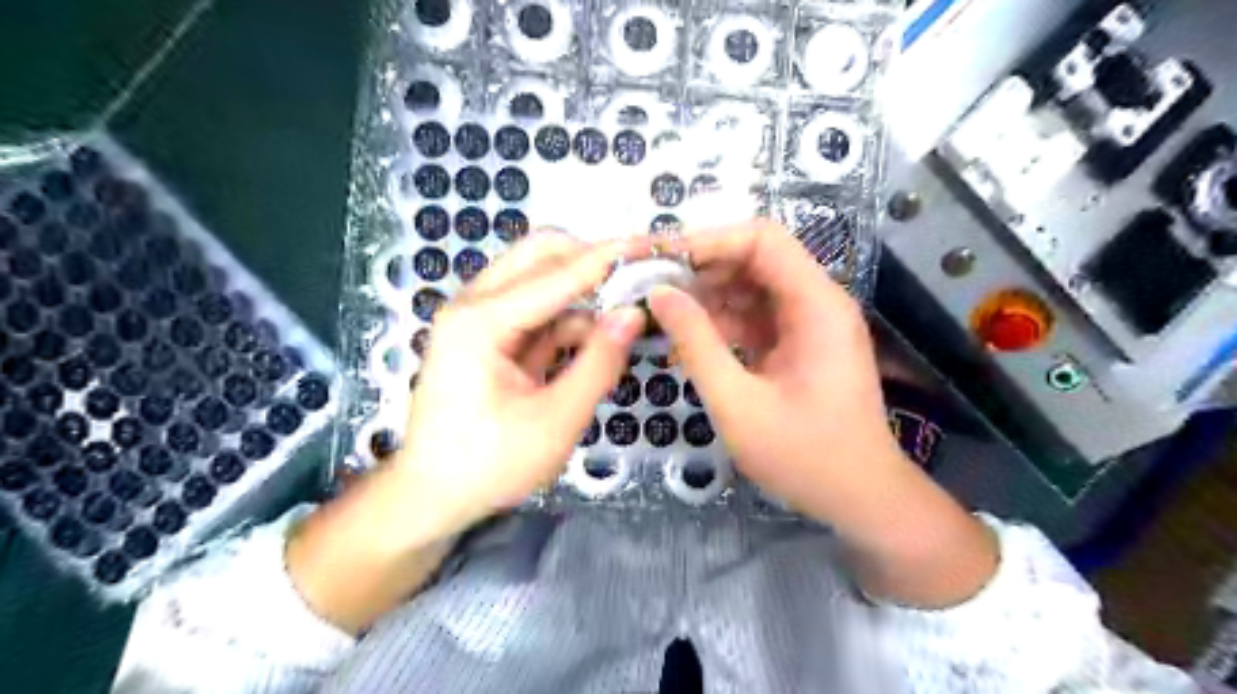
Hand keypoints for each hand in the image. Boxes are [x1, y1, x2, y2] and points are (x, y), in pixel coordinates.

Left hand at [397, 230, 650, 533]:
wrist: (433, 497)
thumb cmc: (489, 466)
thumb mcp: (555, 421)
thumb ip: (599, 363)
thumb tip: (633, 313)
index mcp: (481, 321)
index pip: (559, 273)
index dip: (611, 256)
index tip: (654, 243)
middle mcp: (474, 304)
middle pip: (541, 254)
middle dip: (592, 260)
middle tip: (638, 276)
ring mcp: (478, 318)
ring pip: (540, 278)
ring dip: (583, 289)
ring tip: (628, 306)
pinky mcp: (488, 335)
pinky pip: (536, 310)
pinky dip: (569, 318)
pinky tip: (599, 336)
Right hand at [649, 220, 900, 517]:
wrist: (861, 497)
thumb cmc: (804, 456)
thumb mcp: (738, 402)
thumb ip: (696, 343)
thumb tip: (659, 294)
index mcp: (815, 304)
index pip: (761, 239)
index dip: (708, 240)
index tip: (661, 259)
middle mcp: (817, 301)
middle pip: (755, 258)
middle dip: (701, 268)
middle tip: (651, 287)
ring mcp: (809, 322)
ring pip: (751, 286)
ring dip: (707, 295)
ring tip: (660, 312)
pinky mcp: (799, 343)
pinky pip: (755, 316)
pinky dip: (721, 321)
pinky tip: (688, 337)